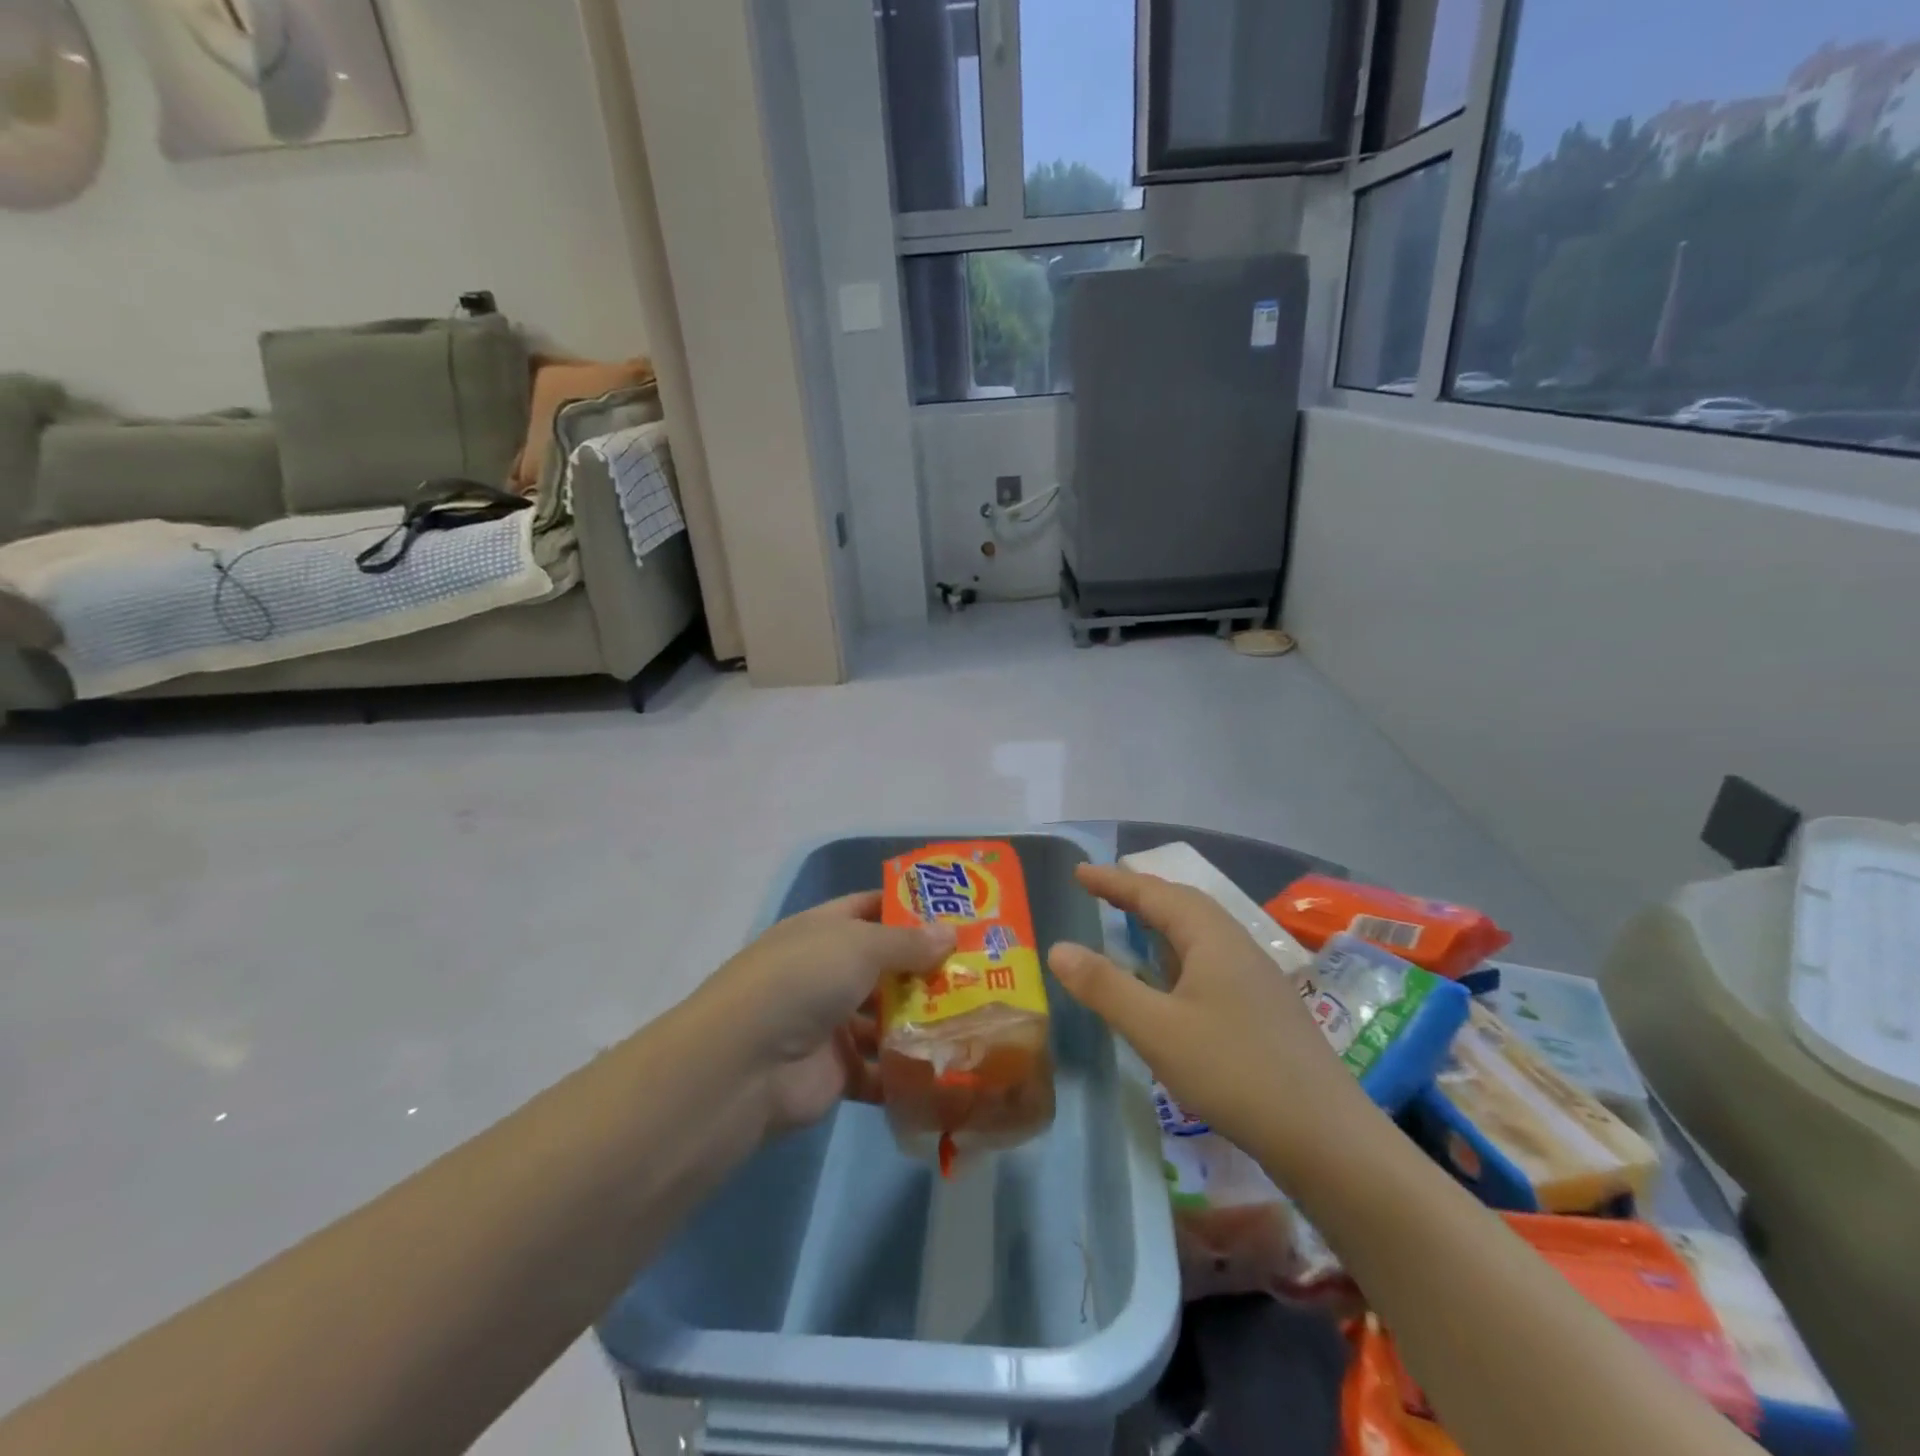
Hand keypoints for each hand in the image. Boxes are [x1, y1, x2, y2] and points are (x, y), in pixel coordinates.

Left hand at [693, 892, 954, 1135]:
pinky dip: (910, 1071)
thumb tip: (951, 933)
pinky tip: (952, 1068)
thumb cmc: (802, 981)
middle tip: (982, 970)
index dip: (908, 907)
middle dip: (927, 968)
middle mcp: (826, 972)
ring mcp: (830, 1023)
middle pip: (885, 966)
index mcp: (823, 931)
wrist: (745, 1066)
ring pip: (887, 1018)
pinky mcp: (838, 1072)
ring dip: (924, 1021)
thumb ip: (907, 942)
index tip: (957, 912)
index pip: (869, 908)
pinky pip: (882, 1069)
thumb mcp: (859, 946)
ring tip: (978, 1019)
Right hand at [1047, 864, 1368, 1173]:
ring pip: (1201, 933)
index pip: (1155, 894)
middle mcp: (1237, 946)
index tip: (1080, 872)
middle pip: (1183, 904)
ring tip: (1132, 925)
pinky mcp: (1264, 1008)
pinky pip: (1211, 960)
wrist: (1326, 1137)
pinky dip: (1179, 953)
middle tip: (1101, 892)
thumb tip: (1058, 948)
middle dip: (1140, 894)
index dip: (1114, 881)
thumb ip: (1104, 986)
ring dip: (1162, 922)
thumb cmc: (1233, 1071)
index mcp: (1212, 938)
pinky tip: (1172, 981)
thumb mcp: (1156, 1029)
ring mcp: (1256, 978)